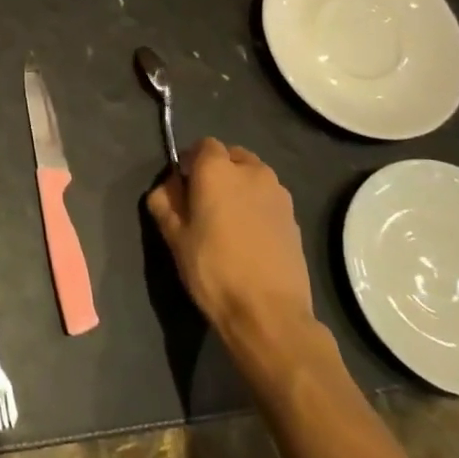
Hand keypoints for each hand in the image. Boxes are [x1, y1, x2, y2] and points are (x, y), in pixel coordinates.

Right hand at [146, 138, 315, 346]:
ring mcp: (279, 194)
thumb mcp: (174, 237)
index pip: (203, 145)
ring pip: (253, 177)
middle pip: (231, 157)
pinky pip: (269, 199)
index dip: (190, 161)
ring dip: (240, 188)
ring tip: (228, 221)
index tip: (182, 186)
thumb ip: (164, 202)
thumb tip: (168, 187)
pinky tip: (250, 238)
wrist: (269, 312)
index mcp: (217, 169)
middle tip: (204, 203)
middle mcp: (251, 171)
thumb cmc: (213, 269)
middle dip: (217, 171)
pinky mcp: (295, 218)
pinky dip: (257, 207)